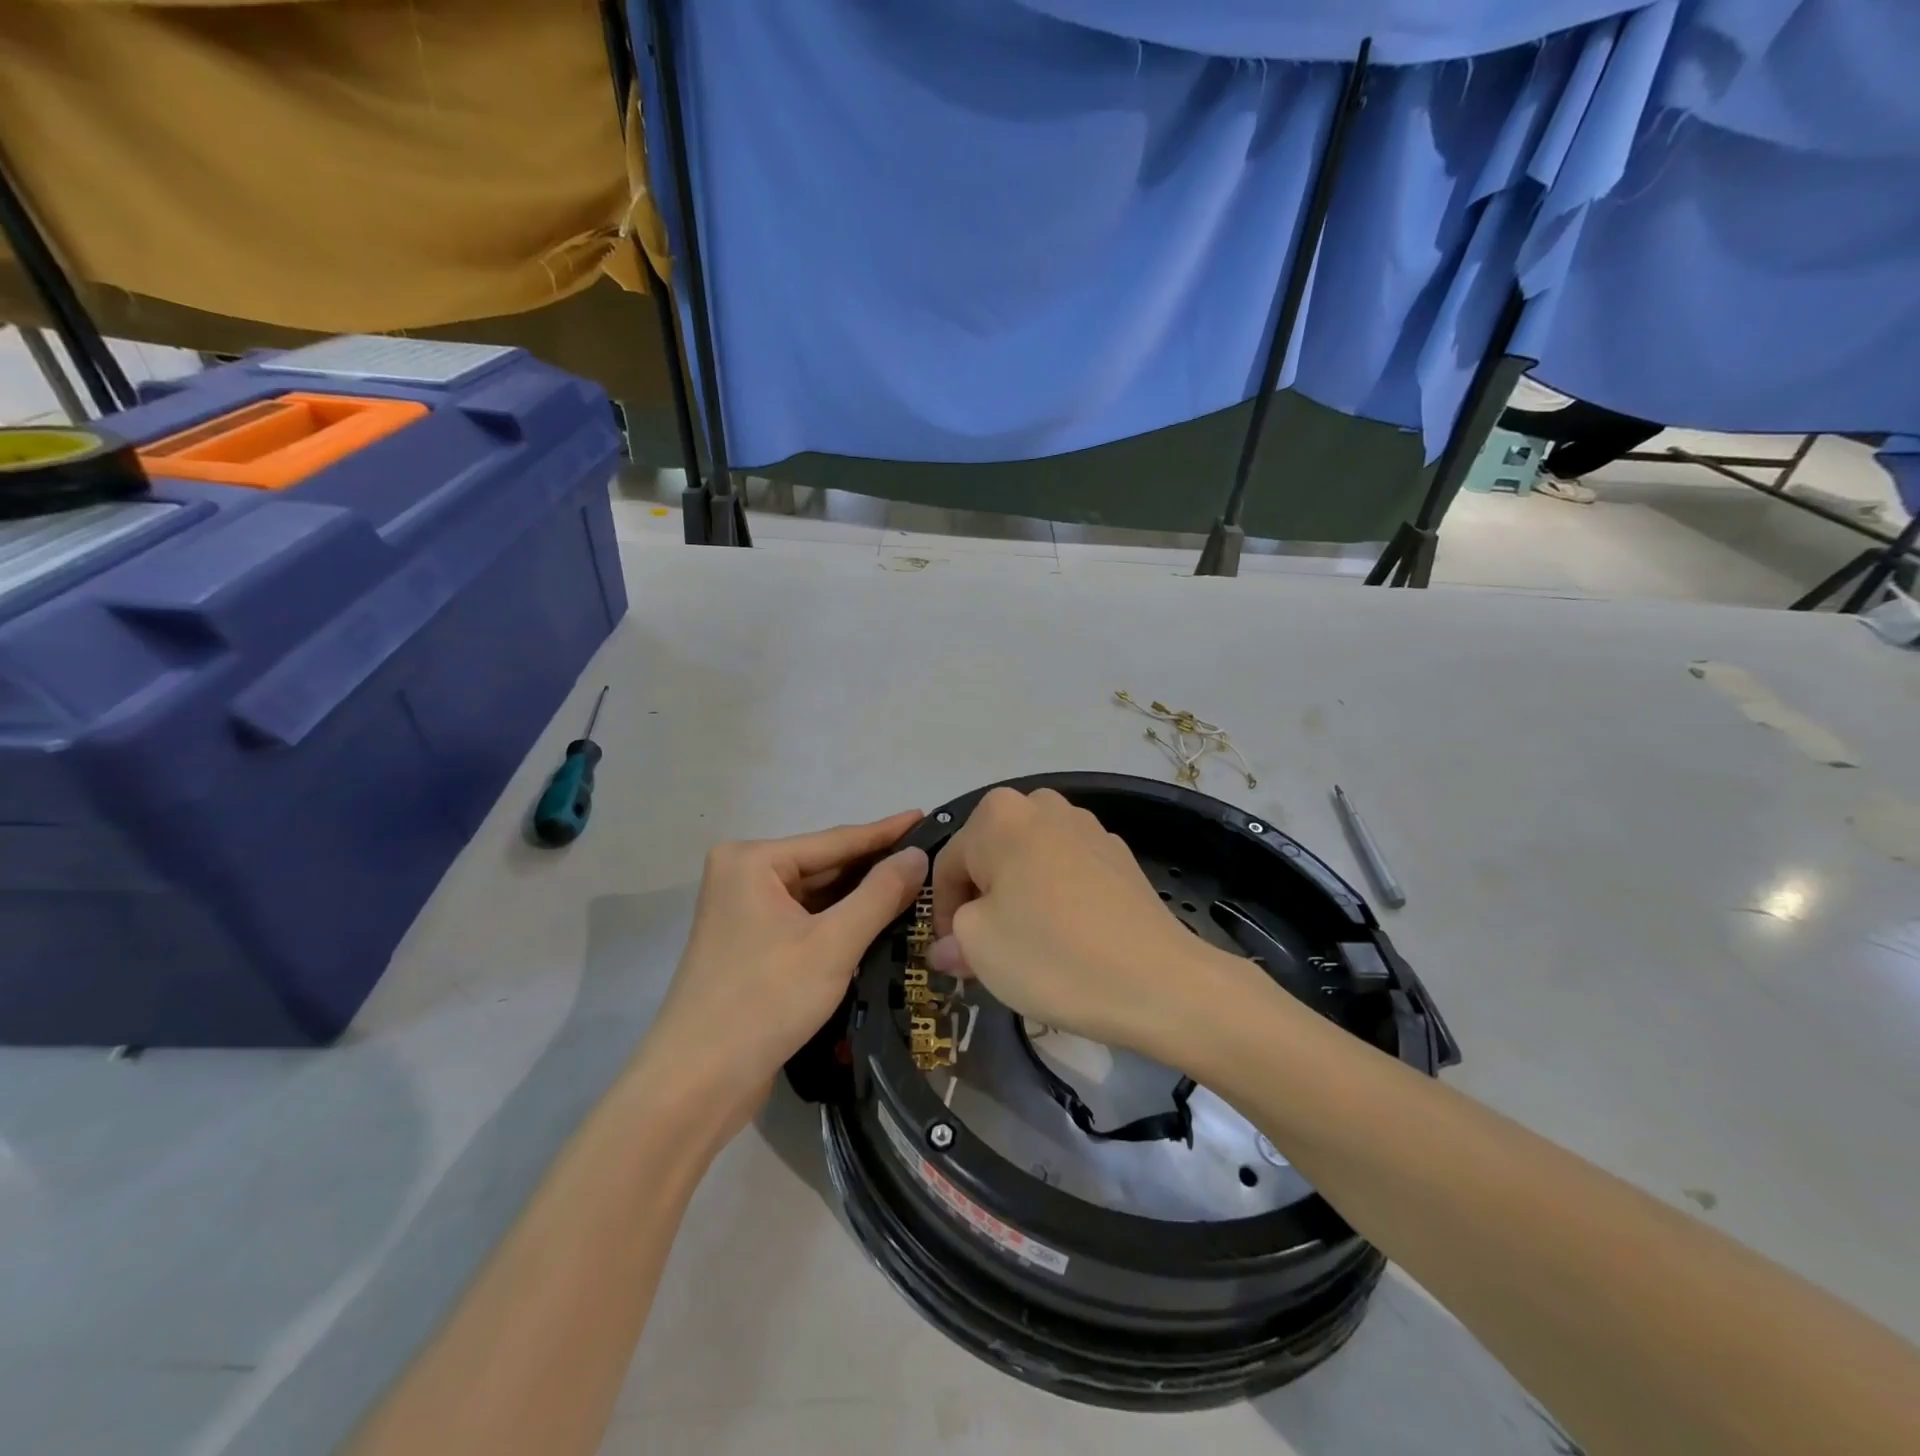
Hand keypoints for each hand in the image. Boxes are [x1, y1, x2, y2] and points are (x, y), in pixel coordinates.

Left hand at [647, 811, 927, 1131]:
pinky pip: (808, 921)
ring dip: (862, 898)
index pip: (836, 840)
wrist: (696, 1085)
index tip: (928, 817)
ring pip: (819, 896)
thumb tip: (918, 855)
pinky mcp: (752, 945)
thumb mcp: (832, 944)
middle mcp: (745, 876)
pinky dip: (842, 923)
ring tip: (918, 887)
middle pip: (826, 866)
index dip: (887, 832)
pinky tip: (881, 922)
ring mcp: (746, 912)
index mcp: (754, 861)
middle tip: (933, 859)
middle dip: (876, 868)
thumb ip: (879, 895)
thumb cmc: (764, 1001)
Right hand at [929, 788, 1260, 1061]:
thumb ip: (953, 936)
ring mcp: (1087, 826)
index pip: (948, 862)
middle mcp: (1042, 805)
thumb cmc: (1050, 955)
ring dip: (1018, 895)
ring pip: (1030, 860)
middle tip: (985, 949)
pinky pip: (1067, 870)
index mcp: (998, 815)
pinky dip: (1056, 896)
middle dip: (982, 898)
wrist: (1157, 980)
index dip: (942, 911)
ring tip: (1027, 943)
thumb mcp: (979, 948)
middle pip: (991, 854)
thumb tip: (948, 945)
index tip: (953, 953)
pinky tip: (1068, 936)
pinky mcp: (1119, 854)